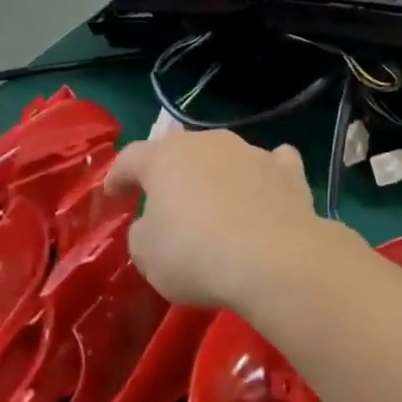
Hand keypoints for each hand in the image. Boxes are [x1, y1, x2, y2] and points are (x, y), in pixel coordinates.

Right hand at [105, 129, 320, 308]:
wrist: (273, 258)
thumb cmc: (196, 254)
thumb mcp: (147, 256)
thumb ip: (143, 234)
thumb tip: (154, 225)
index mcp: (166, 157)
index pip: (131, 158)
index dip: (118, 176)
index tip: (113, 195)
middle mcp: (209, 143)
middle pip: (182, 152)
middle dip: (172, 174)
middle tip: (166, 203)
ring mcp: (251, 152)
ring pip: (226, 157)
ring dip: (217, 176)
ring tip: (217, 206)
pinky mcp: (288, 170)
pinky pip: (272, 164)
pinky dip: (265, 175)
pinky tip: (266, 189)